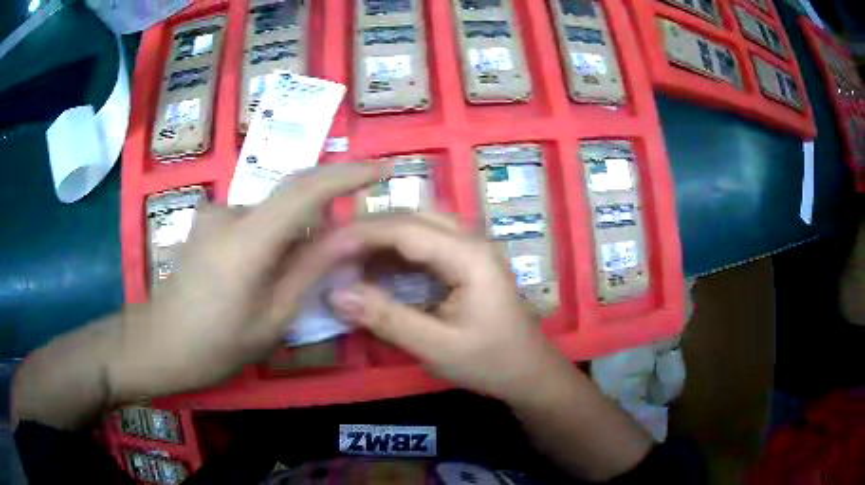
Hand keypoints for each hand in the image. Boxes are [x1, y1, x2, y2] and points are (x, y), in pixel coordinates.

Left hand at [108, 164, 383, 400]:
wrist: (160, 343)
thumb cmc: (217, 345)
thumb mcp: (273, 317)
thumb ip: (310, 269)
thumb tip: (349, 236)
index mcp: (247, 241)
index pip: (305, 190)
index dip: (347, 175)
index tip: (381, 169)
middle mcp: (228, 212)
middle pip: (290, 199)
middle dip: (321, 216)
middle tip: (334, 253)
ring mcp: (213, 214)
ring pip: (270, 213)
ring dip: (290, 235)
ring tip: (286, 278)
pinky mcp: (206, 221)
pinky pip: (251, 219)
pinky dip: (269, 238)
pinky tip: (257, 273)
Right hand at [326, 213, 573, 405]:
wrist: (530, 373)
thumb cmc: (490, 362)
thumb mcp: (436, 347)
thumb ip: (386, 318)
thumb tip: (335, 294)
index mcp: (469, 255)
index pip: (405, 228)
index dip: (360, 234)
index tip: (324, 249)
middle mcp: (472, 240)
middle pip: (411, 218)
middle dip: (368, 232)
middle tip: (332, 253)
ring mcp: (472, 249)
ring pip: (418, 227)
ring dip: (382, 240)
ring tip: (348, 260)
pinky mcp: (468, 262)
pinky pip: (427, 245)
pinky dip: (397, 254)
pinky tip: (376, 270)